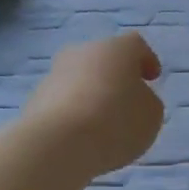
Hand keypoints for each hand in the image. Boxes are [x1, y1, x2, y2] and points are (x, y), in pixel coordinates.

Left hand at [21, 32, 164, 181]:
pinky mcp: (36, 97)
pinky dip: (73, 111)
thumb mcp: (151, 115)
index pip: (136, 45)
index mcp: (116, 48)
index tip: (152, 79)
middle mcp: (83, 51)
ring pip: (80, 78)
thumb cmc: (115, 122)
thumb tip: (133, 98)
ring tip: (102, 123)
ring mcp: (55, 73)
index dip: (147, 60)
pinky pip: (63, 100)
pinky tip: (80, 134)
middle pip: (104, 59)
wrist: (57, 144)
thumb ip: (147, 101)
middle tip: (126, 100)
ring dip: (92, 93)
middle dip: (116, 76)